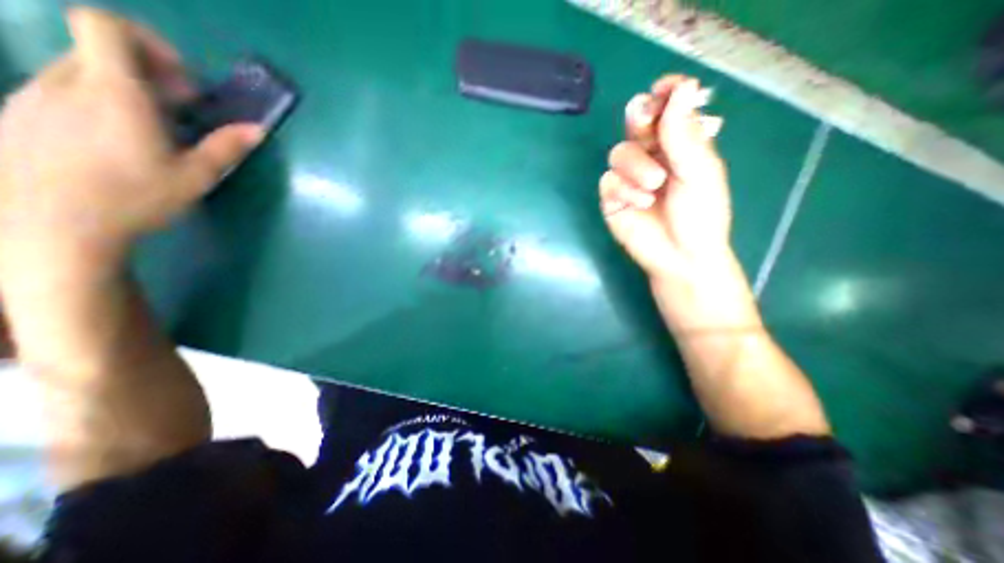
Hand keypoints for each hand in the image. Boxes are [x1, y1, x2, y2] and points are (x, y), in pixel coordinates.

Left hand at [0, 4, 261, 277]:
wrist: (55, 224)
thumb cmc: (137, 197)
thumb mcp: (196, 176)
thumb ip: (226, 147)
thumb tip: (258, 130)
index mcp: (114, 93)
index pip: (107, 26)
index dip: (148, 41)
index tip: (181, 79)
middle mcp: (67, 82)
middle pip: (102, 50)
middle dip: (150, 73)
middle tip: (182, 110)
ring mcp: (36, 96)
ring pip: (84, 71)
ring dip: (126, 90)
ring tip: (153, 129)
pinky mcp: (22, 115)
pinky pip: (63, 91)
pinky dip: (98, 103)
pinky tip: (117, 141)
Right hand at [598, 75, 734, 281]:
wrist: (679, 256)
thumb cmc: (700, 215)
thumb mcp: (700, 172)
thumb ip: (685, 135)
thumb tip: (682, 88)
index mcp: (679, 145)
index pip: (668, 109)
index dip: (666, 94)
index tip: (663, 88)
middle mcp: (652, 156)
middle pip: (635, 123)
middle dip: (640, 121)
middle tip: (646, 126)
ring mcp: (629, 178)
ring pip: (618, 152)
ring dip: (635, 166)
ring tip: (653, 186)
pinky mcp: (612, 198)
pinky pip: (607, 181)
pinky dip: (622, 189)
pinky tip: (639, 203)